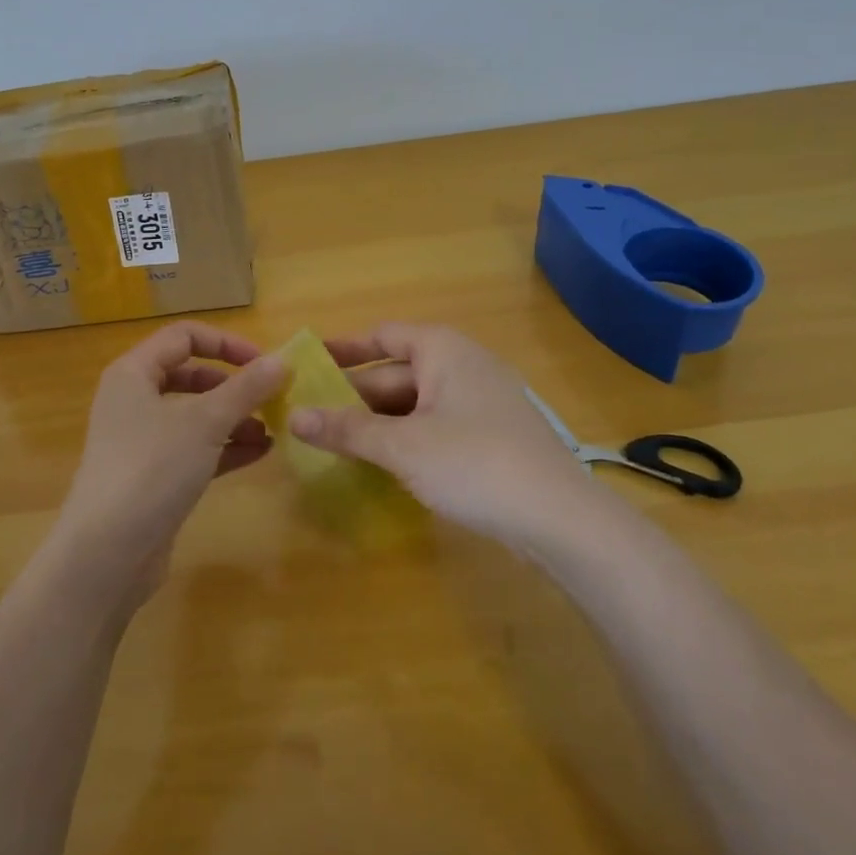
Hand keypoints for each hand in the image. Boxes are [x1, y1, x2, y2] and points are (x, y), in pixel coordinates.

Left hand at [50, 321, 287, 599]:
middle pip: (190, 375)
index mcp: (134, 373)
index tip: (263, 363)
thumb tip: (282, 360)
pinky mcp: (153, 476)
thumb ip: (246, 388)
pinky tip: (260, 453)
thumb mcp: (205, 421)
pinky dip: (225, 447)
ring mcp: (142, 441)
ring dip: (234, 418)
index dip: (226, 343)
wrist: (106, 554)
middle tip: (271, 398)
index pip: (184, 336)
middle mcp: (134, 400)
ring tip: (272, 430)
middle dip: (233, 385)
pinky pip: (195, 449)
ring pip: (195, 415)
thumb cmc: (152, 468)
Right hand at [292, 323, 585, 543]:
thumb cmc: (474, 463)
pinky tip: (383, 463)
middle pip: (396, 372)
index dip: (344, 348)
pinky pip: (435, 425)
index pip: (382, 336)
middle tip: (310, 416)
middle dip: (354, 395)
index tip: (309, 363)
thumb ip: (347, 429)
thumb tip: (294, 416)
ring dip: (377, 421)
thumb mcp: (402, 446)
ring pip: (415, 403)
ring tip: (336, 442)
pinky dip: (405, 438)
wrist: (561, 518)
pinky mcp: (492, 436)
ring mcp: (481, 401)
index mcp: (442, 350)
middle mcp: (463, 365)